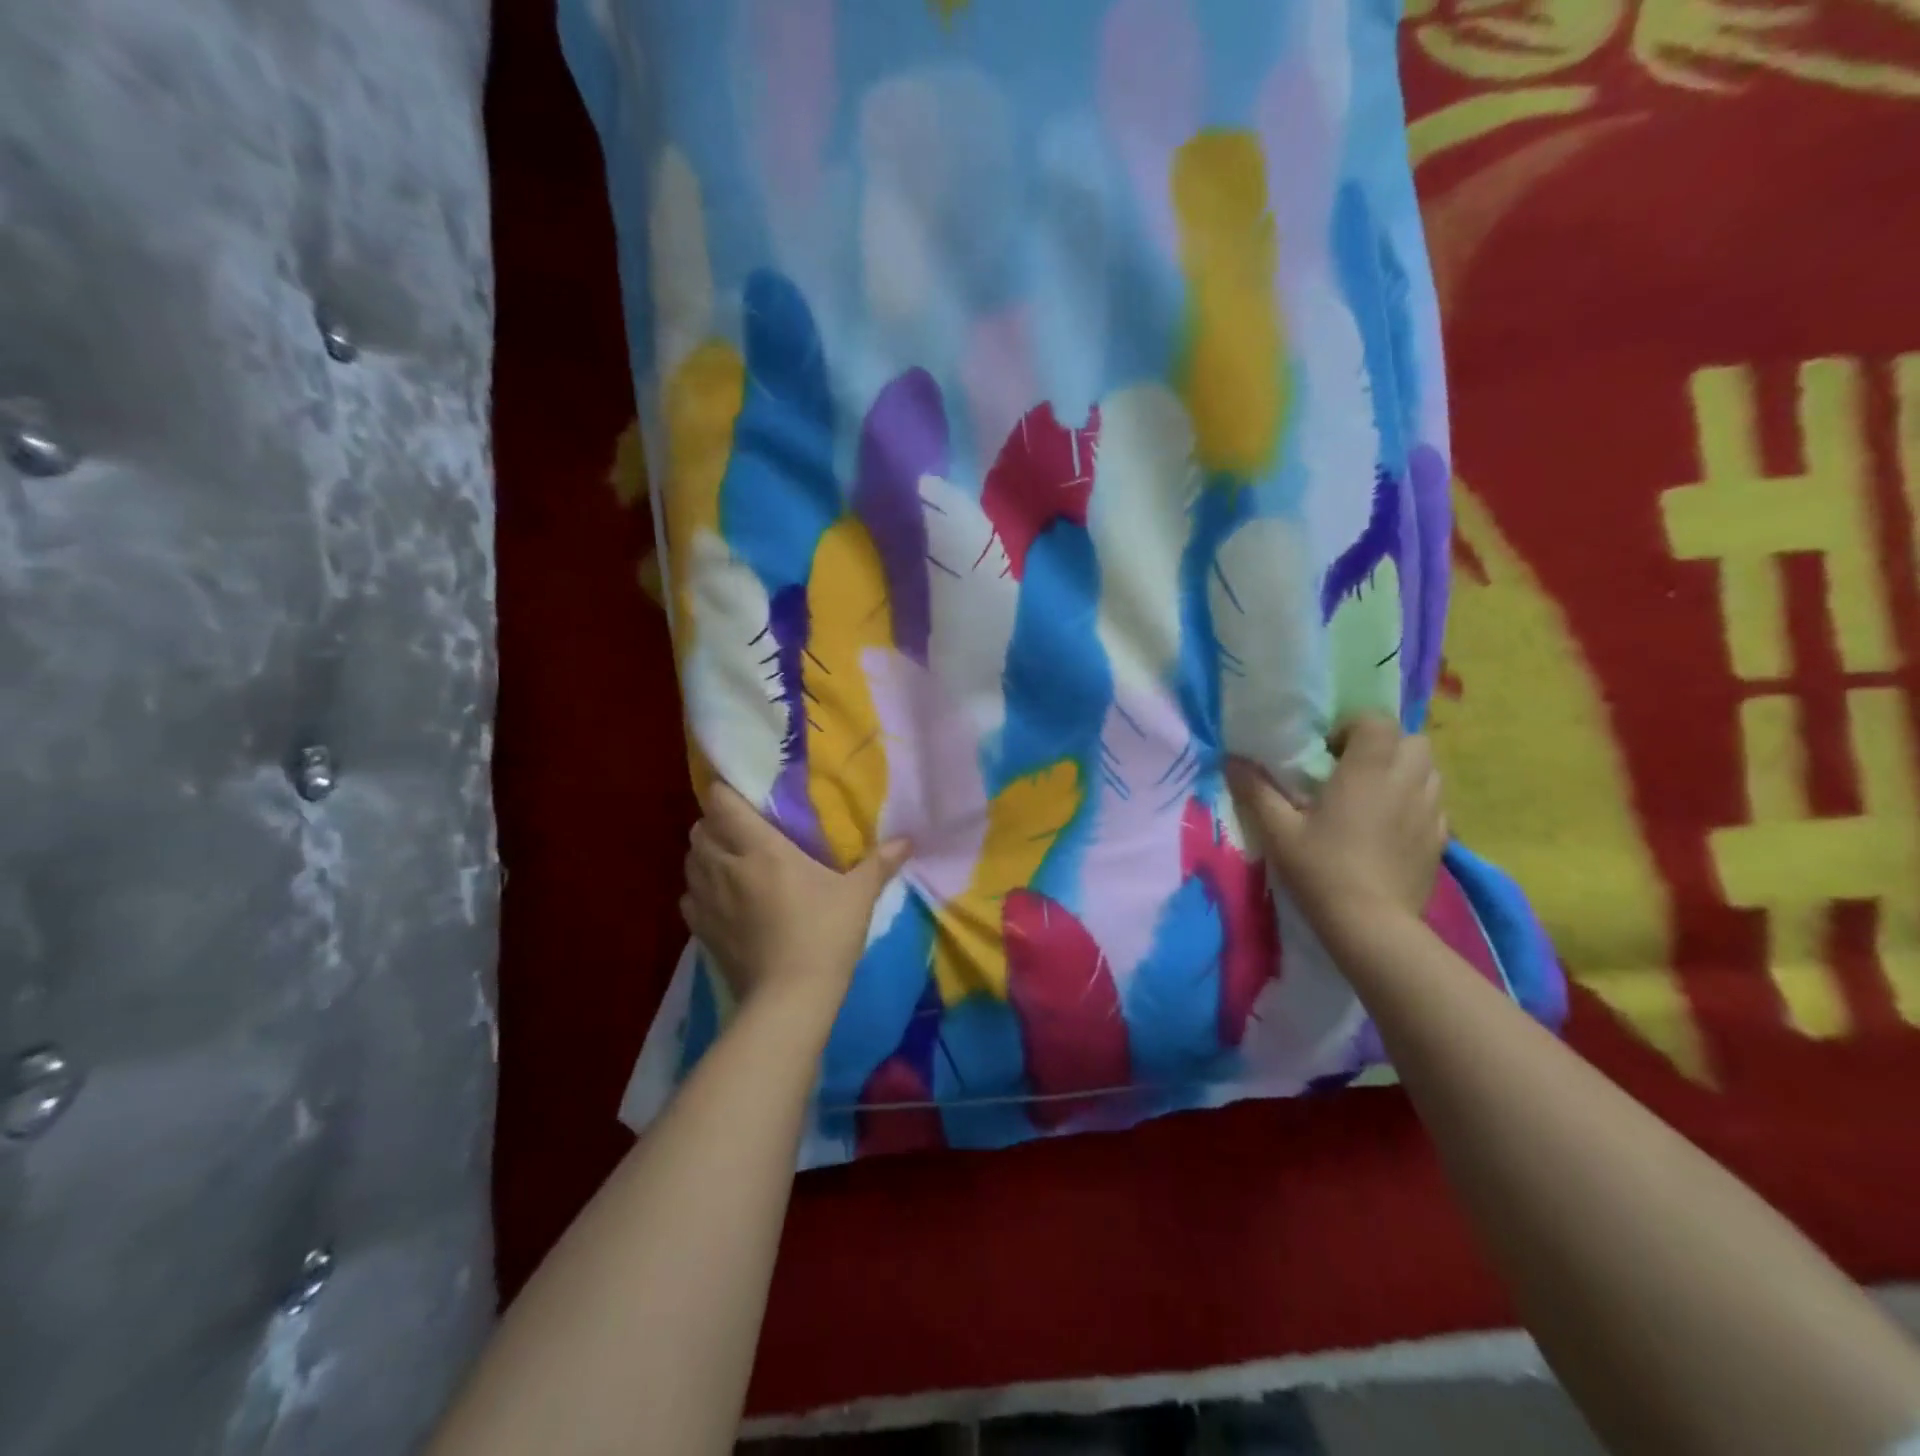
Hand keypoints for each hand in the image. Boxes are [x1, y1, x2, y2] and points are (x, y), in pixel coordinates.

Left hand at [680, 783, 910, 1008]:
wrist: (790, 997)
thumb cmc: (825, 934)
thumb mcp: (858, 895)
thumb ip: (880, 863)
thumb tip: (908, 840)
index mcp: (761, 848)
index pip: (722, 803)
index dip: (725, 792)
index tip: (742, 792)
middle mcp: (726, 866)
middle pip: (700, 829)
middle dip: (715, 823)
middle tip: (742, 828)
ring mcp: (708, 900)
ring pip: (690, 860)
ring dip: (705, 854)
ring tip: (730, 860)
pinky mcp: (701, 931)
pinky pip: (689, 897)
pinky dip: (699, 890)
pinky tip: (721, 898)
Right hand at [1226, 715, 1446, 936]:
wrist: (1371, 925)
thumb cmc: (1321, 869)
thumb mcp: (1278, 830)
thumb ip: (1255, 790)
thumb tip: (1231, 760)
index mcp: (1368, 770)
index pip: (1377, 720)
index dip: (1352, 727)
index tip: (1327, 752)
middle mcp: (1407, 781)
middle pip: (1411, 739)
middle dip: (1384, 745)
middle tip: (1351, 770)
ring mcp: (1431, 810)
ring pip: (1429, 770)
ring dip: (1403, 771)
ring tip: (1373, 796)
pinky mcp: (1441, 839)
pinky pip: (1434, 803)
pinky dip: (1415, 803)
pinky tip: (1389, 827)